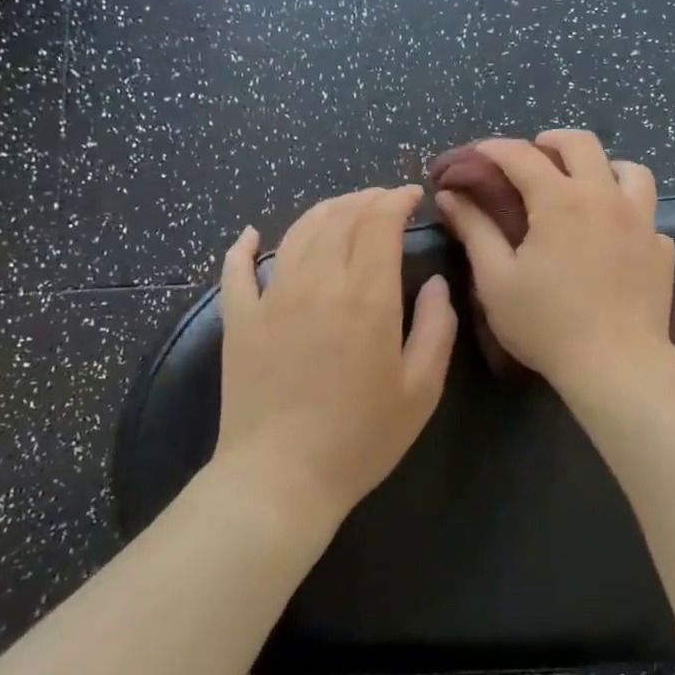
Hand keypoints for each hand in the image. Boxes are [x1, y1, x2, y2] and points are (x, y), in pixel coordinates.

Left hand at [216, 186, 456, 527]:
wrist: (280, 480)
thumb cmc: (361, 438)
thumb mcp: (421, 389)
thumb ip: (437, 327)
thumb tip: (437, 283)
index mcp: (367, 296)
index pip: (379, 222)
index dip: (396, 200)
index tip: (412, 195)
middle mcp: (318, 283)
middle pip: (340, 217)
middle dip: (366, 198)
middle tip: (384, 200)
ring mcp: (272, 298)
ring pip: (297, 232)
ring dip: (324, 211)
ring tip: (342, 209)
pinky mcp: (239, 320)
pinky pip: (236, 270)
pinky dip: (243, 247)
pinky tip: (251, 235)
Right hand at [435, 130, 674, 394]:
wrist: (618, 364)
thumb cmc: (547, 325)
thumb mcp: (497, 280)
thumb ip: (475, 230)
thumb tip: (451, 196)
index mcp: (560, 200)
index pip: (522, 156)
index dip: (495, 148)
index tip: (478, 153)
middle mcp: (605, 197)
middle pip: (583, 144)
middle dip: (553, 140)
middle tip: (535, 154)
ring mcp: (642, 221)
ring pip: (631, 170)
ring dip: (604, 167)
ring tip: (586, 184)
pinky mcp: (662, 249)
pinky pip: (648, 215)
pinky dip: (629, 213)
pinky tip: (617, 235)